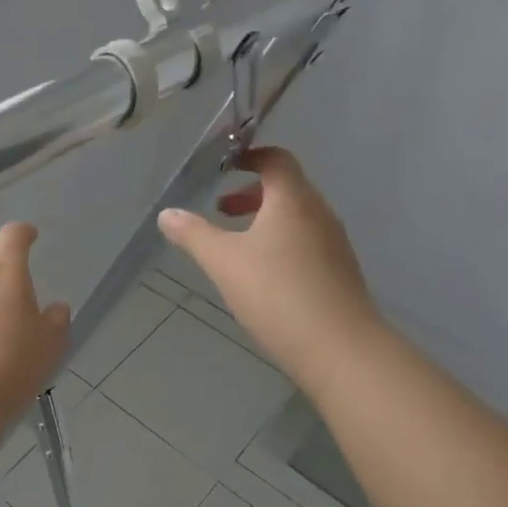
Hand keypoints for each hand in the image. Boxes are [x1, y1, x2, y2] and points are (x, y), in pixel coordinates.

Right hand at [158, 147, 382, 388]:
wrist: (341, 349)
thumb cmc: (277, 293)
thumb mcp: (223, 261)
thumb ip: (193, 234)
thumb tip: (167, 214)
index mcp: (294, 199)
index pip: (277, 159)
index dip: (250, 157)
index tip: (224, 167)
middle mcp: (319, 213)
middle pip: (287, 188)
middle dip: (251, 194)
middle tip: (221, 210)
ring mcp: (334, 244)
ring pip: (297, 217)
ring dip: (266, 220)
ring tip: (236, 246)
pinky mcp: (340, 272)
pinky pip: (307, 243)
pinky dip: (282, 243)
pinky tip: (263, 276)